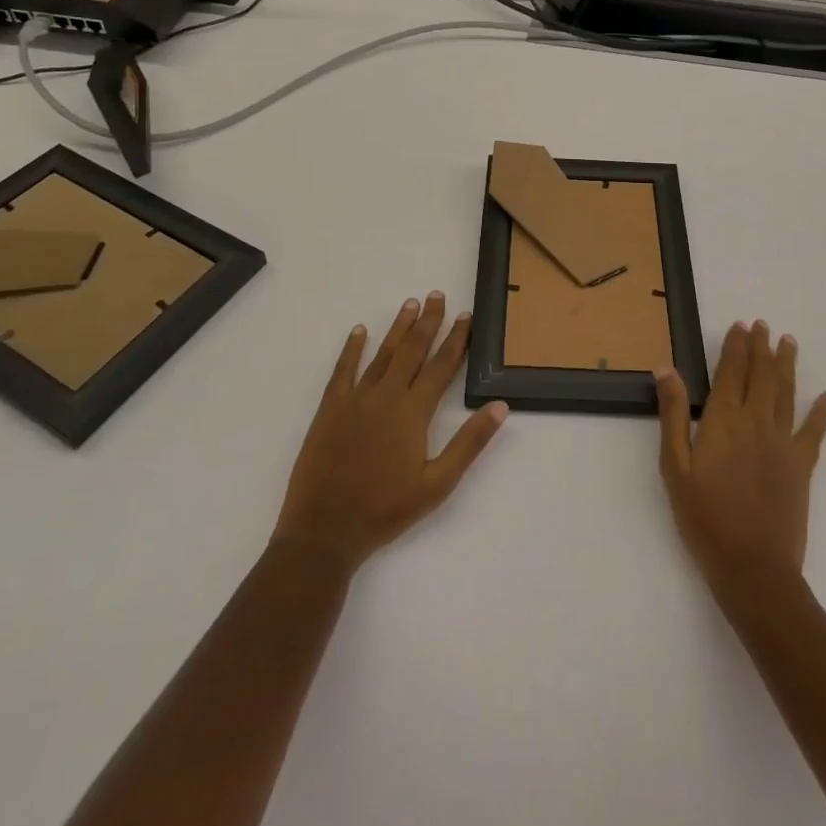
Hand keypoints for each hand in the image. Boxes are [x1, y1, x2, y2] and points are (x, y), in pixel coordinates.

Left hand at [273, 292, 508, 573]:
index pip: (442, 366)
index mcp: (414, 412)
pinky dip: (352, 348)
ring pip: (382, 354)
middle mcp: (387, 396)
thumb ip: (469, 443)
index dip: (456, 339)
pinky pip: (343, 370)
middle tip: (437, 295)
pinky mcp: (330, 408)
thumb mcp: (438, 484)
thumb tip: (500, 406)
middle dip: (428, 322)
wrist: (325, 530)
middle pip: (412, 350)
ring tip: (410, 304)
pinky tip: (359, 331)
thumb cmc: (385, 509)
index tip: (465, 316)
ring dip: (398, 328)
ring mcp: (356, 399)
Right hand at [655, 320, 825, 599]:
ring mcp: (783, 443)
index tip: (740, 325)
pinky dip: (822, 412)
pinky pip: (814, 432)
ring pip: (786, 393)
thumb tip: (665, 368)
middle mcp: (756, 421)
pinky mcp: (802, 467)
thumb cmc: (704, 517)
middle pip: (761, 375)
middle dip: (761, 347)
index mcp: (723, 420)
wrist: (753, 568)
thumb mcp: (675, 466)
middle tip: (763, 325)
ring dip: (787, 365)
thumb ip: (673, 414)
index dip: (736, 346)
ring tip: (788, 342)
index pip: (731, 371)